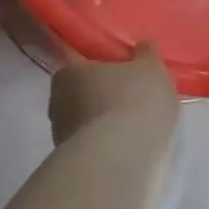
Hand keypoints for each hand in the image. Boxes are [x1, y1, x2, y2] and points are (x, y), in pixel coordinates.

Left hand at [48, 43, 178, 145]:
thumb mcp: (151, 67)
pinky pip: (95, 144)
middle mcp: (56, 102)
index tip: (123, 71)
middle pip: (83, 93)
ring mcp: (61, 136)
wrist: (120, 157)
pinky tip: (130, 143)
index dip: (103, 67)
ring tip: (136, 123)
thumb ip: (147, 54)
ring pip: (88, 121)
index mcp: (68, 73)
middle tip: (133, 95)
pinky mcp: (73, 163)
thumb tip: (142, 45)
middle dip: (104, 94)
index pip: (81, 64)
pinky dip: (109, 142)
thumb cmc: (134, 99)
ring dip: (107, 121)